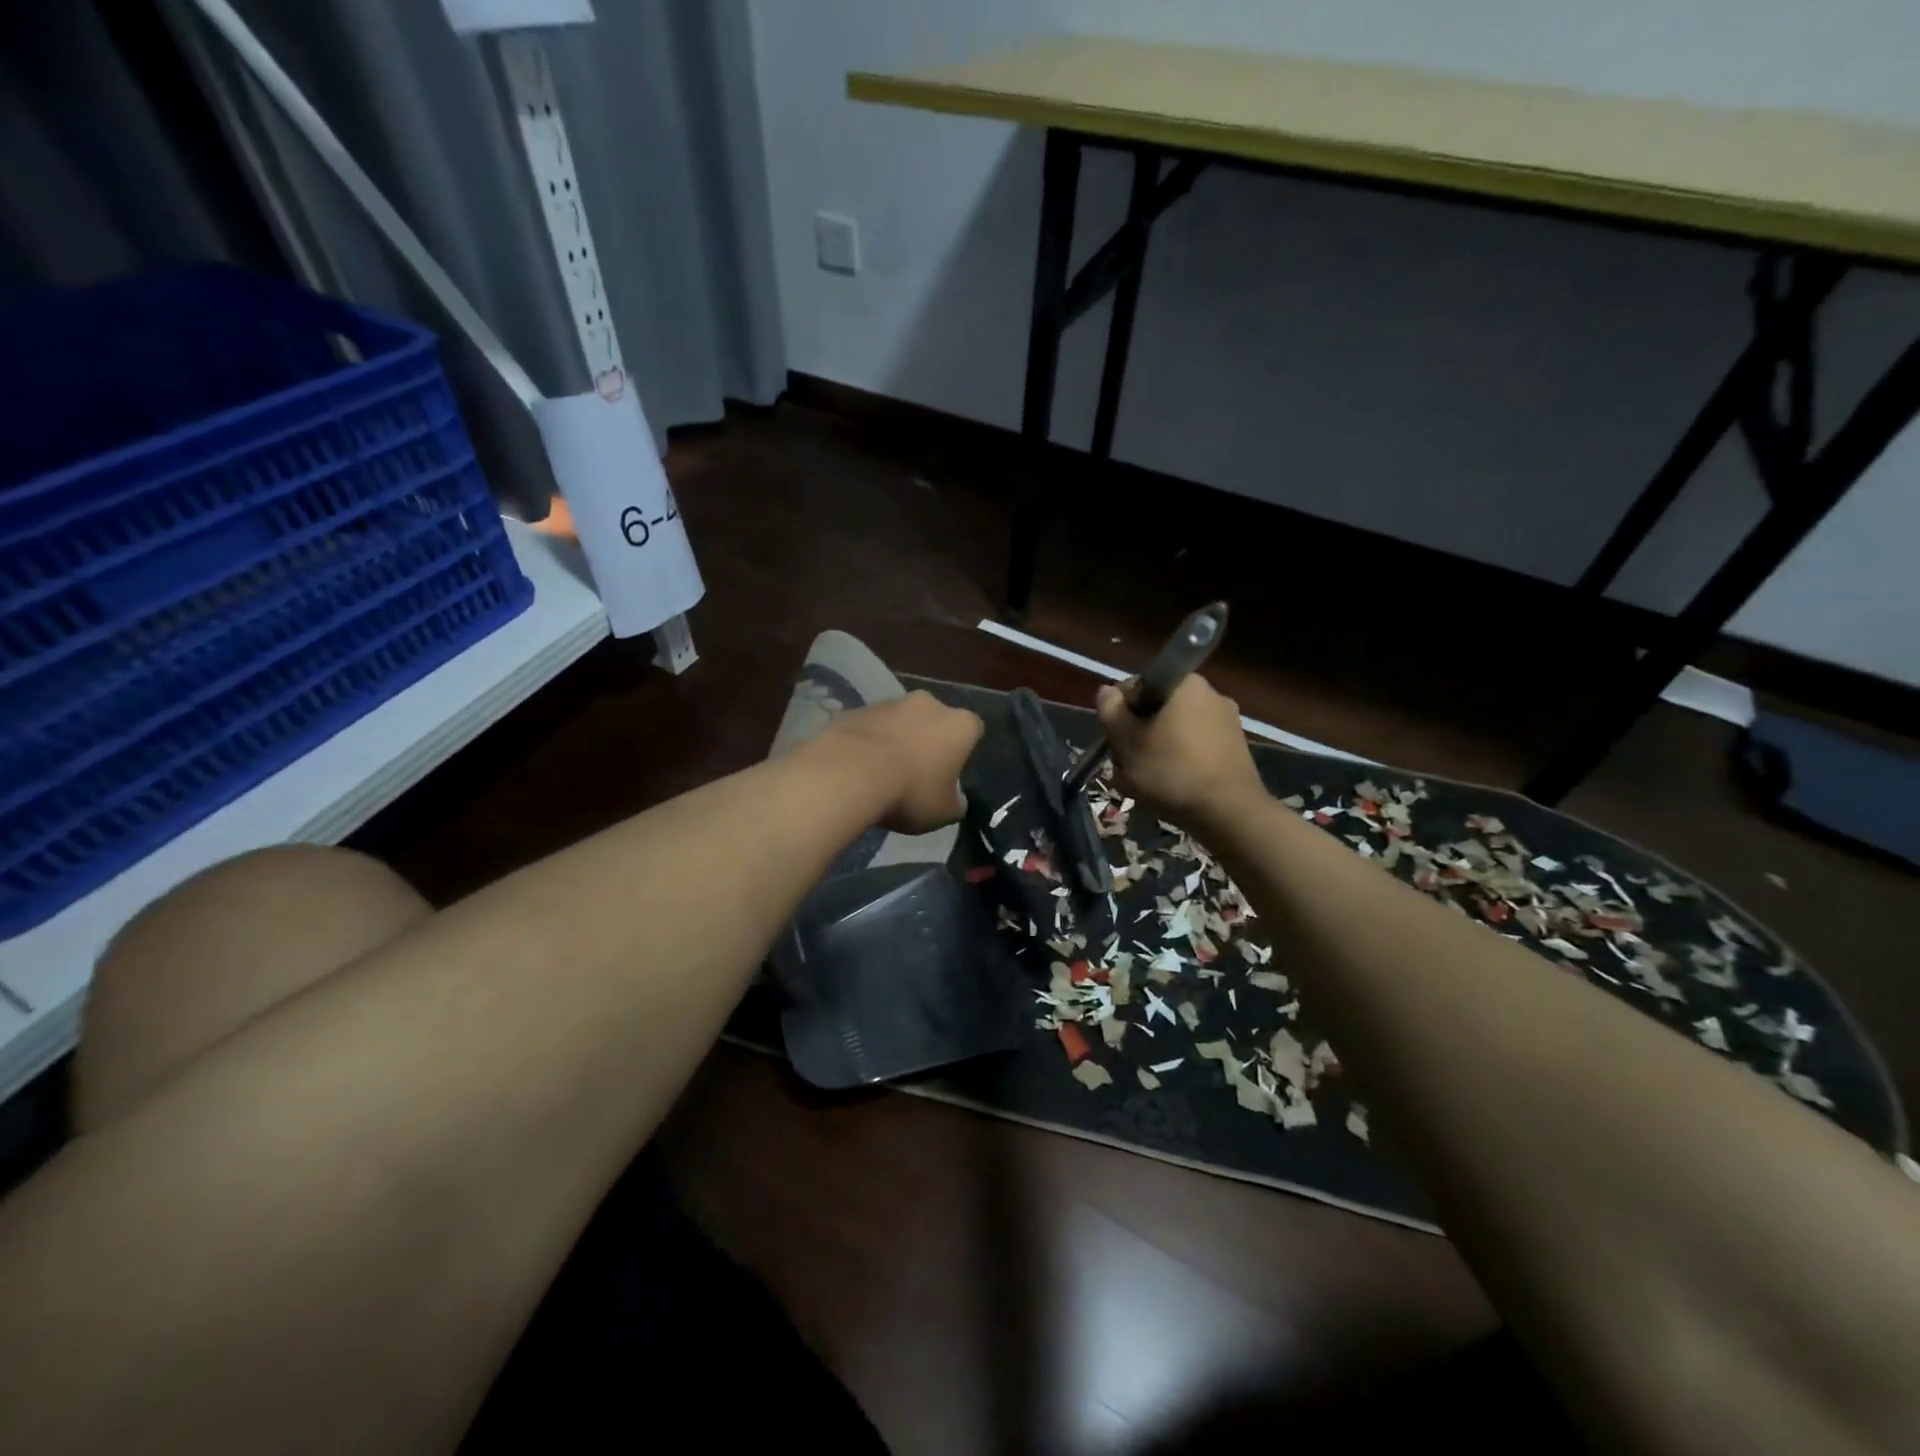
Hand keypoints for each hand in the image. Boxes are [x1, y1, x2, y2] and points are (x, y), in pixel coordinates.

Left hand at [820, 691, 983, 833]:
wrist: (849, 773)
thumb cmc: (910, 792)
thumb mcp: (944, 813)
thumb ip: (956, 803)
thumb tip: (956, 799)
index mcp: (960, 725)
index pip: (974, 731)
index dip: (965, 752)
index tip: (952, 773)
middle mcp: (929, 703)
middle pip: (935, 720)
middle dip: (929, 740)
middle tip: (919, 772)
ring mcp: (890, 702)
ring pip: (901, 721)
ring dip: (897, 739)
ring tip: (884, 772)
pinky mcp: (857, 708)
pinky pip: (871, 726)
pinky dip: (869, 741)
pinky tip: (859, 766)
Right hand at [1098, 675, 1262, 828]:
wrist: (1229, 812)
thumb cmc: (1171, 771)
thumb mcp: (1127, 742)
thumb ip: (1110, 711)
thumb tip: (1107, 692)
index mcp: (1183, 683)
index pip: (1136, 687)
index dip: (1118, 713)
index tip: (1115, 740)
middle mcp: (1209, 693)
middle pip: (1155, 710)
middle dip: (1137, 735)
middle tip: (1126, 764)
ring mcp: (1226, 721)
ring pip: (1173, 731)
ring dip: (1155, 751)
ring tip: (1144, 782)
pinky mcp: (1234, 748)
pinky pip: (1194, 748)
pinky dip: (1178, 762)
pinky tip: (1170, 788)